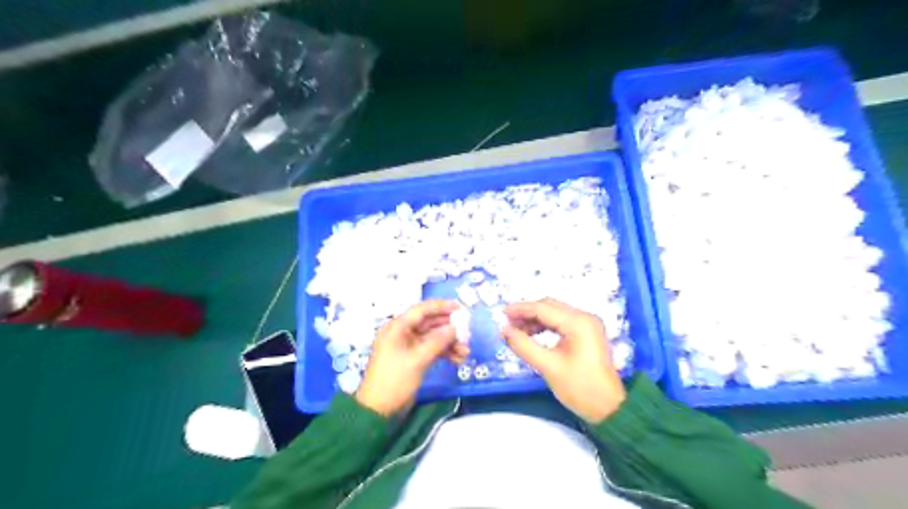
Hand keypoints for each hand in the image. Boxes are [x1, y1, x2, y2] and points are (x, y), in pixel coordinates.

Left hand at [354, 299, 467, 414]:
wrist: (379, 410)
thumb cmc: (394, 380)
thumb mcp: (417, 359)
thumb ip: (438, 341)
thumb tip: (455, 328)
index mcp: (397, 328)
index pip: (422, 310)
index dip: (441, 307)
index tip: (460, 308)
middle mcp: (403, 333)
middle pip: (430, 323)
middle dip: (449, 328)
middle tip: (467, 332)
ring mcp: (408, 346)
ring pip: (433, 337)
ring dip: (450, 343)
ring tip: (465, 352)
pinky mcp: (414, 358)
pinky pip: (432, 349)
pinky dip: (445, 353)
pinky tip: (458, 359)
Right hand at [500, 296, 629, 423]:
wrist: (609, 408)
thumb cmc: (580, 388)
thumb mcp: (548, 367)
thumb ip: (524, 346)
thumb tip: (504, 330)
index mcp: (578, 323)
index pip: (543, 308)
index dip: (521, 309)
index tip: (501, 313)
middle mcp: (584, 317)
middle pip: (549, 306)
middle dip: (527, 313)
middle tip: (507, 323)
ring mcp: (587, 324)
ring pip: (554, 313)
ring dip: (535, 319)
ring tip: (516, 330)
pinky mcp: (586, 333)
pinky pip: (561, 322)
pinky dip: (545, 326)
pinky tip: (532, 334)